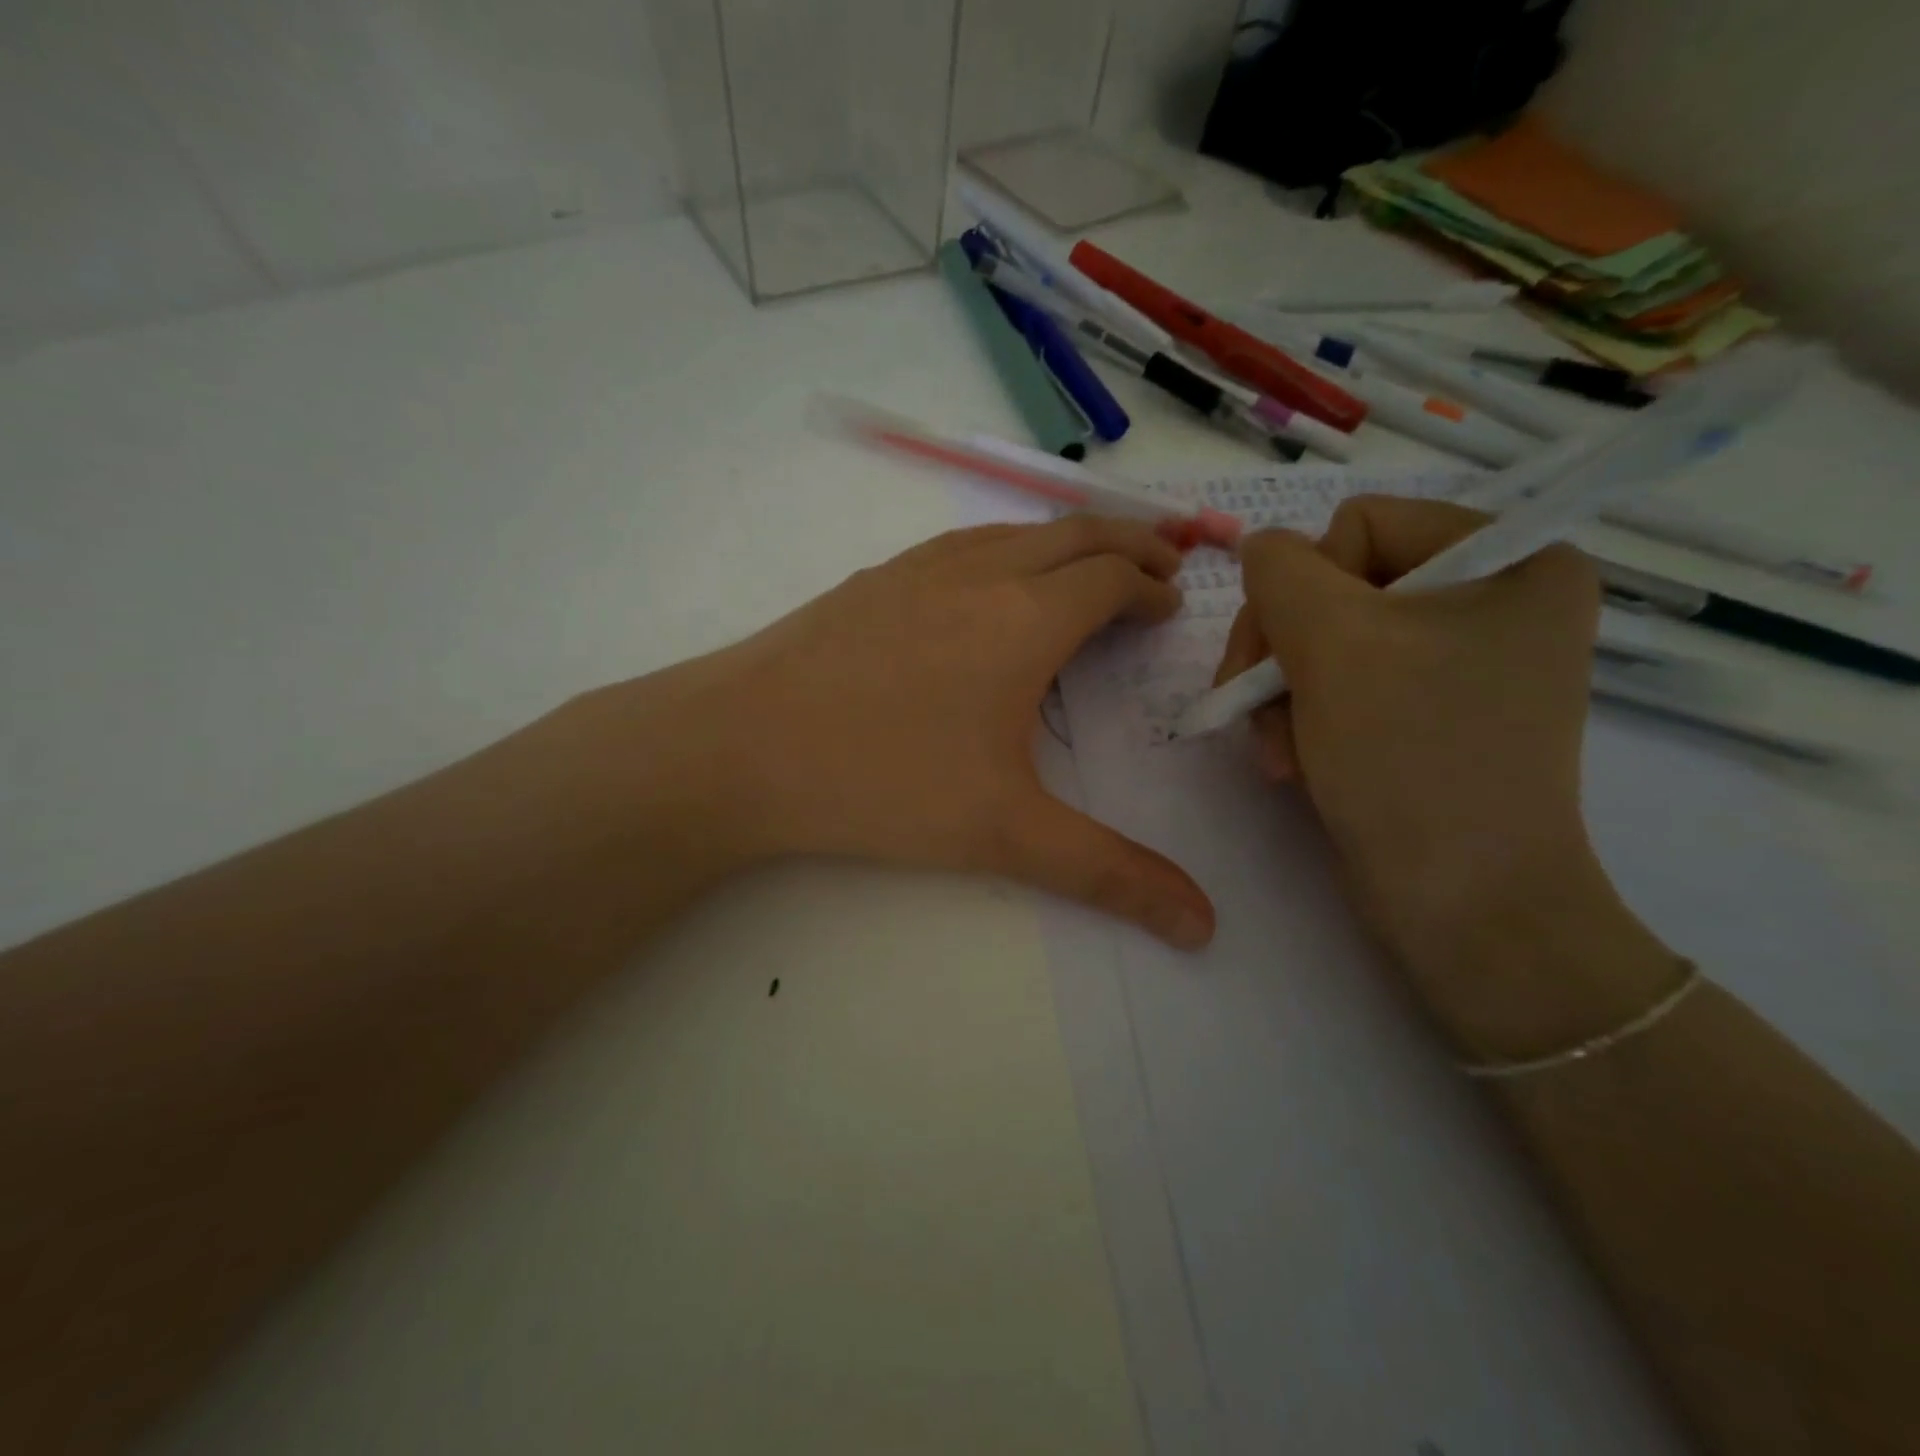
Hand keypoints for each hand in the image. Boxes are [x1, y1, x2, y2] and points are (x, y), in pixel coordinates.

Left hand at [568, 518, 1216, 948]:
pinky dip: (1005, 549)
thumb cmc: (881, 782)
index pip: (1111, 578)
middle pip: (1074, 535)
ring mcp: (916, 568)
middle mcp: (978, 573)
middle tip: (1158, 565)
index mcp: (1025, 618)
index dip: (1151, 586)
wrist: (738, 746)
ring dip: (1065, 541)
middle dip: (1127, 543)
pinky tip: (987, 583)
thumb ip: (1109, 874)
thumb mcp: (1006, 834)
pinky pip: (961, 545)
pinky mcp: (870, 581)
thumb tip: (1202, 927)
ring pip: (1014, 532)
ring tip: (1086, 566)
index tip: (1170, 604)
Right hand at [1217, 496, 1677, 1054]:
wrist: (1462, 905)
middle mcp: (1492, 600)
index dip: (1306, 586)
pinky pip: (1339, 684)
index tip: (1289, 656)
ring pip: (1323, 640)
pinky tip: (1292, 763)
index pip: (1360, 524)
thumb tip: (1261, 550)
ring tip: (1278, 753)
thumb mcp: (1333, 644)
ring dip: (1282, 694)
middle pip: (1335, 586)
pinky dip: (1302, 719)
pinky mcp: (1427, 711)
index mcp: (1510, 559)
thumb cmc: (1411, 760)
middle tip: (1255, 708)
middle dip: (1283, 652)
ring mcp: (1459, 660)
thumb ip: (1280, 571)